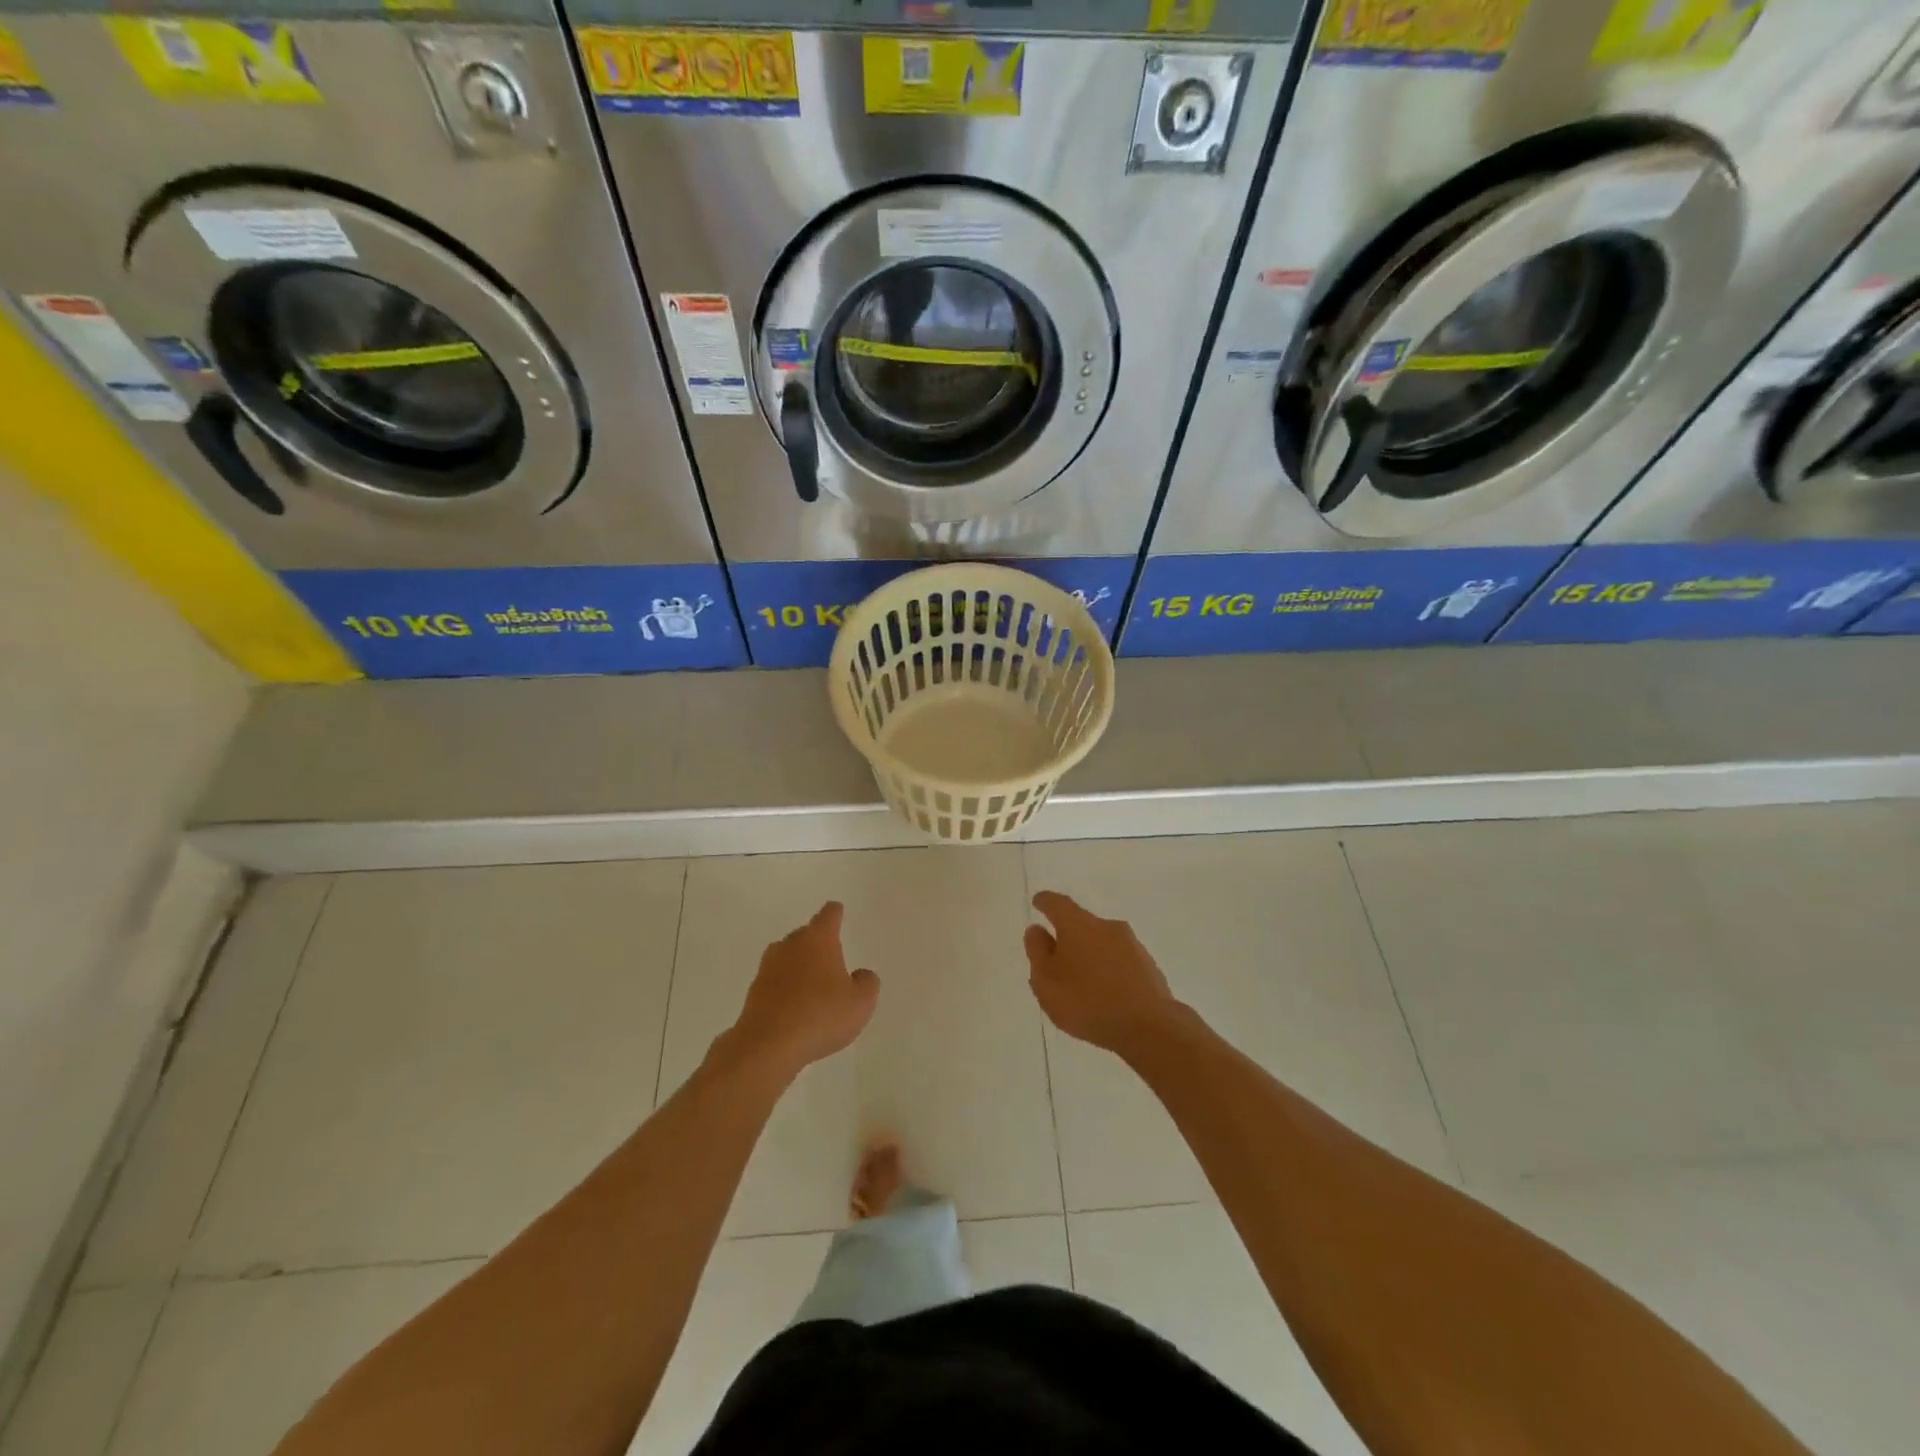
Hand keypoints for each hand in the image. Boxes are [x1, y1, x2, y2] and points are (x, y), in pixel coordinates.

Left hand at [726, 902, 879, 1077]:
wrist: (768, 1045)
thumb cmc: (821, 1015)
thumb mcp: (860, 1002)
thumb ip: (867, 982)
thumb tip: (861, 975)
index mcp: (819, 939)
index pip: (829, 915)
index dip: (835, 913)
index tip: (837, 910)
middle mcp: (791, 945)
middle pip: (805, 934)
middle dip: (817, 941)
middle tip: (831, 955)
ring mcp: (768, 967)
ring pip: (787, 956)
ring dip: (799, 964)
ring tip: (812, 981)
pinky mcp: (754, 992)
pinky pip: (775, 981)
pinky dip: (785, 987)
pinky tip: (795, 1006)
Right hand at [1024, 891, 1177, 1056]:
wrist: (1149, 1027)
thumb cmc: (1086, 1001)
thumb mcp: (1046, 981)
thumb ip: (1038, 953)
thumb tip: (1036, 930)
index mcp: (1077, 924)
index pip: (1057, 904)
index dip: (1045, 902)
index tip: (1038, 902)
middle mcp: (1106, 926)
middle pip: (1081, 923)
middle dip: (1068, 935)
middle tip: (1055, 955)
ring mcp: (1131, 945)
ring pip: (1102, 943)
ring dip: (1089, 954)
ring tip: (1079, 981)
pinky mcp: (1148, 966)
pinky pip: (1119, 962)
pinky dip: (1107, 970)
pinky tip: (1104, 993)